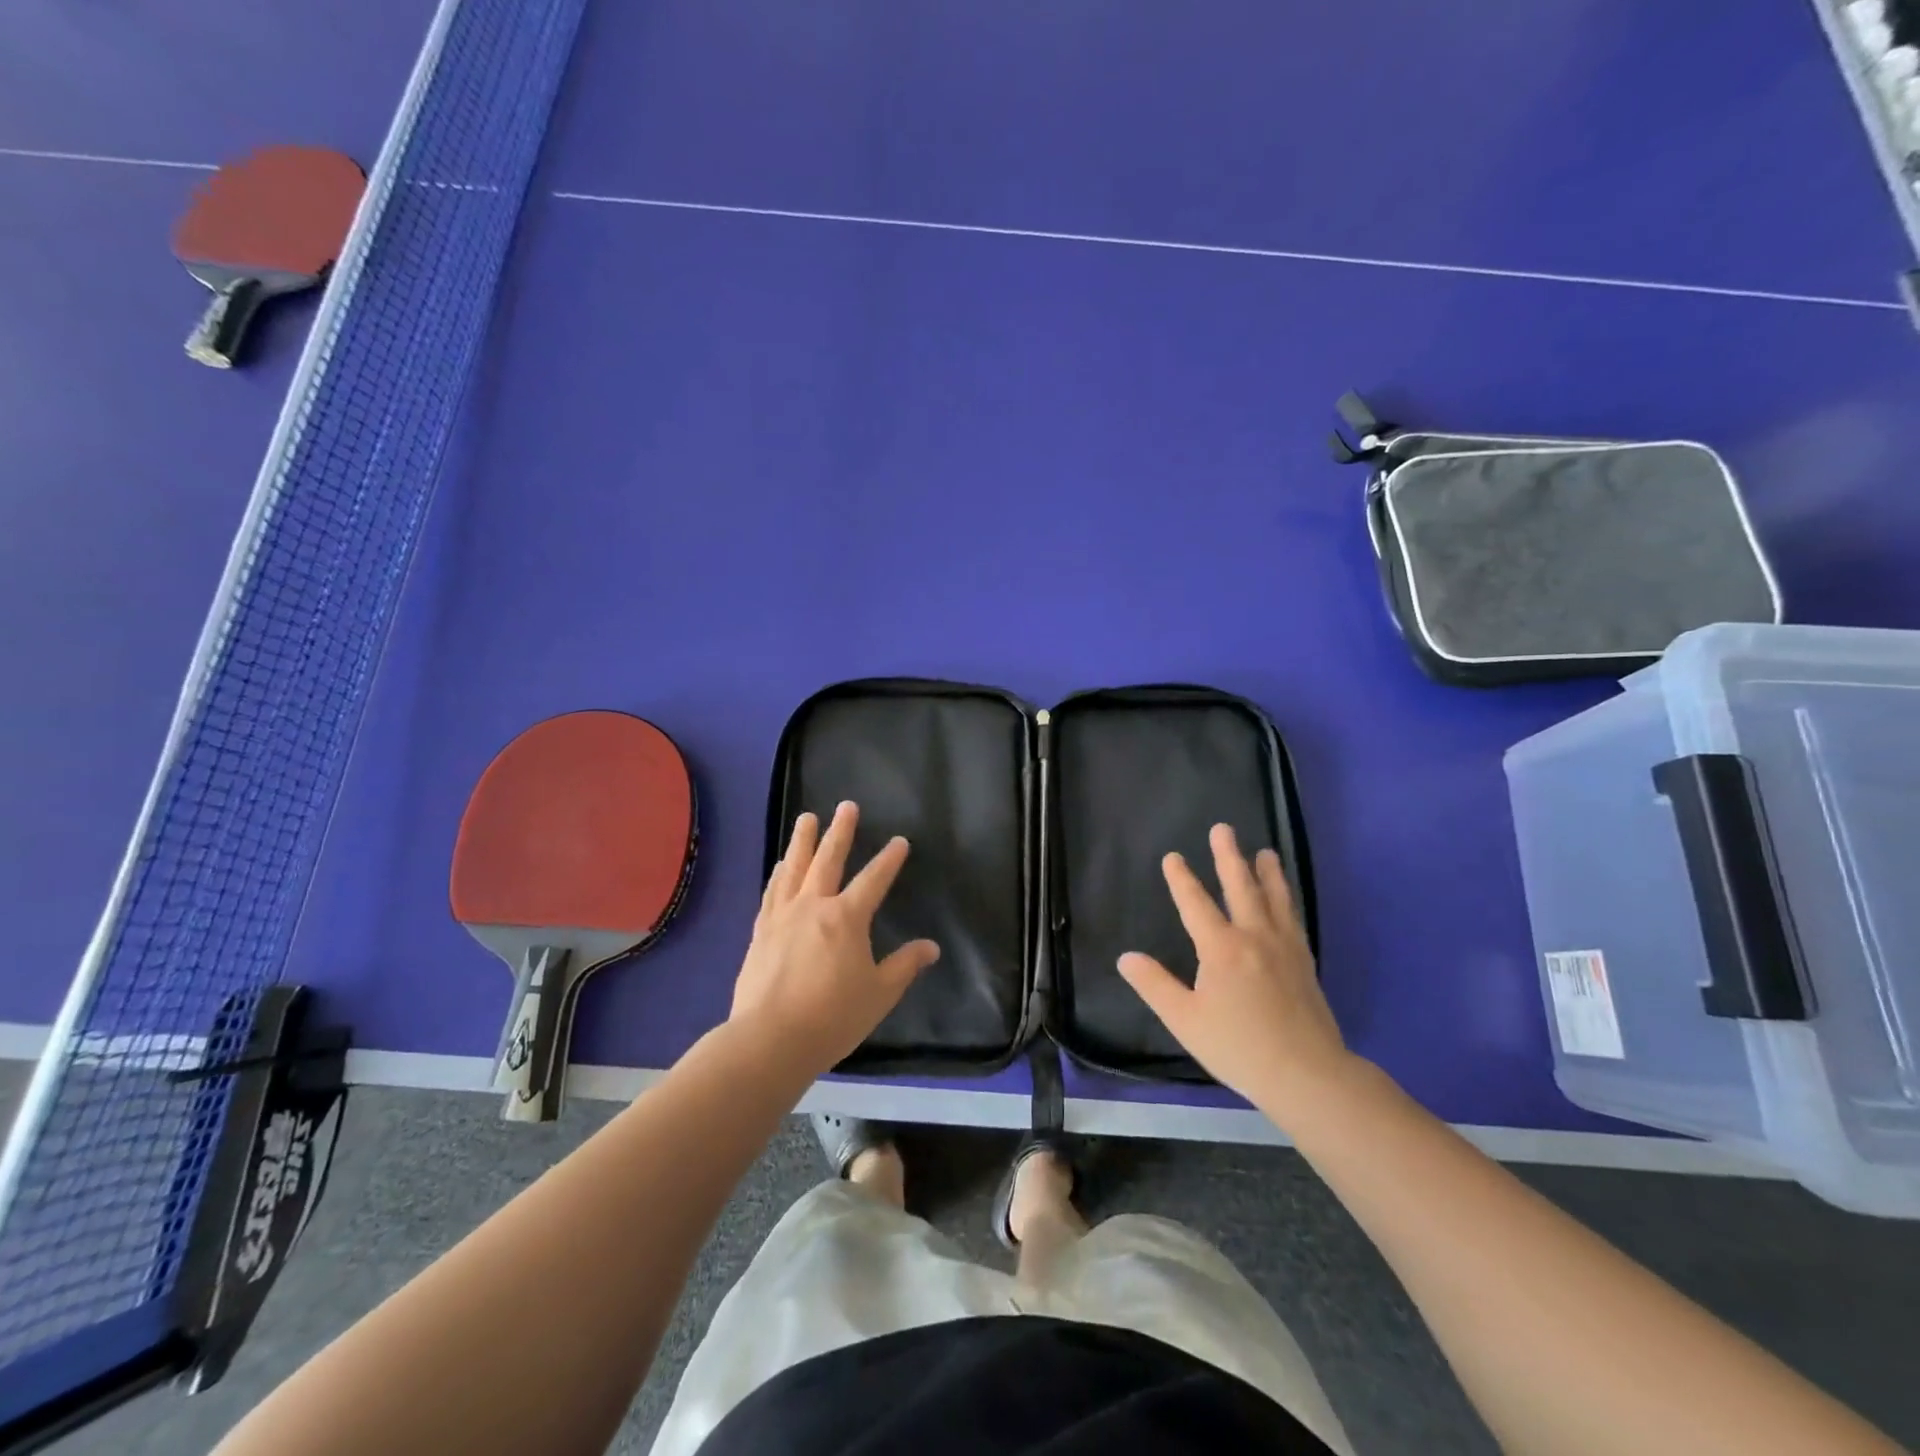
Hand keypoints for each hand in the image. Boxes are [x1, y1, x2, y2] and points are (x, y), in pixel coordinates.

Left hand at [730, 801, 939, 1076]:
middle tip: (846, 806)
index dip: (889, 859)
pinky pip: (772, 892)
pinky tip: (780, 866)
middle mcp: (814, 906)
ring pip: (795, 868)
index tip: (899, 841)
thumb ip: (905, 966)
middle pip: (828, 859)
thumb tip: (931, 947)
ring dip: (803, 841)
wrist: (769, 1039)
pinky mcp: (761, 931)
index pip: (874, 879)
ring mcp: (783, 916)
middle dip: (840, 831)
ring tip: (807, 818)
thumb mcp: (879, 994)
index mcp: (847, 918)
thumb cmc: (832, 1017)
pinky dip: (778, 874)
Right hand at [1119, 823, 1352, 1120]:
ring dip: (1267, 872)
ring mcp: (1284, 948)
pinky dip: (1287, 901)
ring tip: (1265, 852)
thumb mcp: (1185, 1020)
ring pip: (1275, 899)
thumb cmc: (1238, 1047)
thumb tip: (1126, 957)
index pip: (1196, 903)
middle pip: (1241, 887)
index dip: (1182, 879)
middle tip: (1223, 829)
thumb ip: (1155, 985)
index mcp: (1221, 948)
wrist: (1307, 1075)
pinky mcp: (1304, 963)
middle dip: (1229, 857)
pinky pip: (1293, 920)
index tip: (1173, 857)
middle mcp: (1254, 937)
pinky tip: (1286, 901)